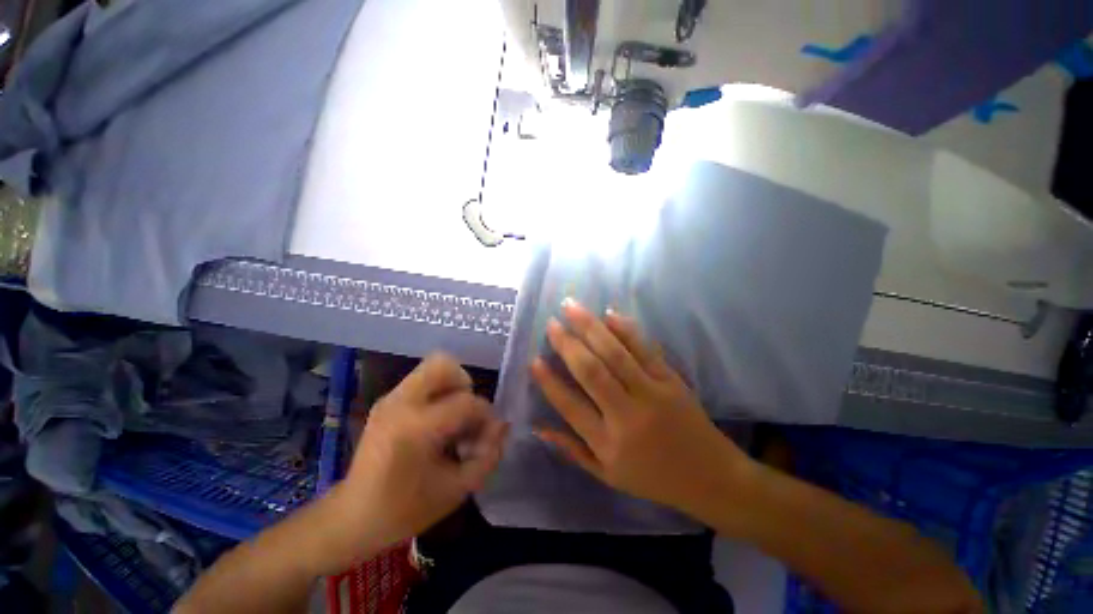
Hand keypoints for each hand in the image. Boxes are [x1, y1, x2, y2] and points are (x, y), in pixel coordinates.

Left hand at [333, 354, 507, 562]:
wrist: (351, 518)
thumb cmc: (405, 510)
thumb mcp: (456, 489)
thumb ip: (488, 455)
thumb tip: (502, 425)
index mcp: (416, 427)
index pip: (466, 402)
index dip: (485, 416)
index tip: (487, 436)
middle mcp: (401, 403)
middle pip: (443, 364)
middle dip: (465, 384)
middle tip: (466, 413)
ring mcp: (390, 399)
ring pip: (432, 367)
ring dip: (451, 387)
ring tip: (452, 418)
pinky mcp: (387, 401)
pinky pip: (422, 380)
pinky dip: (438, 393)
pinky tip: (436, 424)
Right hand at [532, 300, 752, 520]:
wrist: (712, 477)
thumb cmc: (654, 478)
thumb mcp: (609, 476)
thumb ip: (573, 450)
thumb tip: (539, 427)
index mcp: (609, 444)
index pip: (570, 406)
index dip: (549, 382)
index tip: (534, 360)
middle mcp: (627, 415)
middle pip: (591, 372)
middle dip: (567, 344)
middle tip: (551, 323)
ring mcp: (653, 393)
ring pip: (616, 354)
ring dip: (591, 327)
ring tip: (571, 307)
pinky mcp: (671, 380)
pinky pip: (645, 349)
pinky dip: (626, 329)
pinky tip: (609, 313)